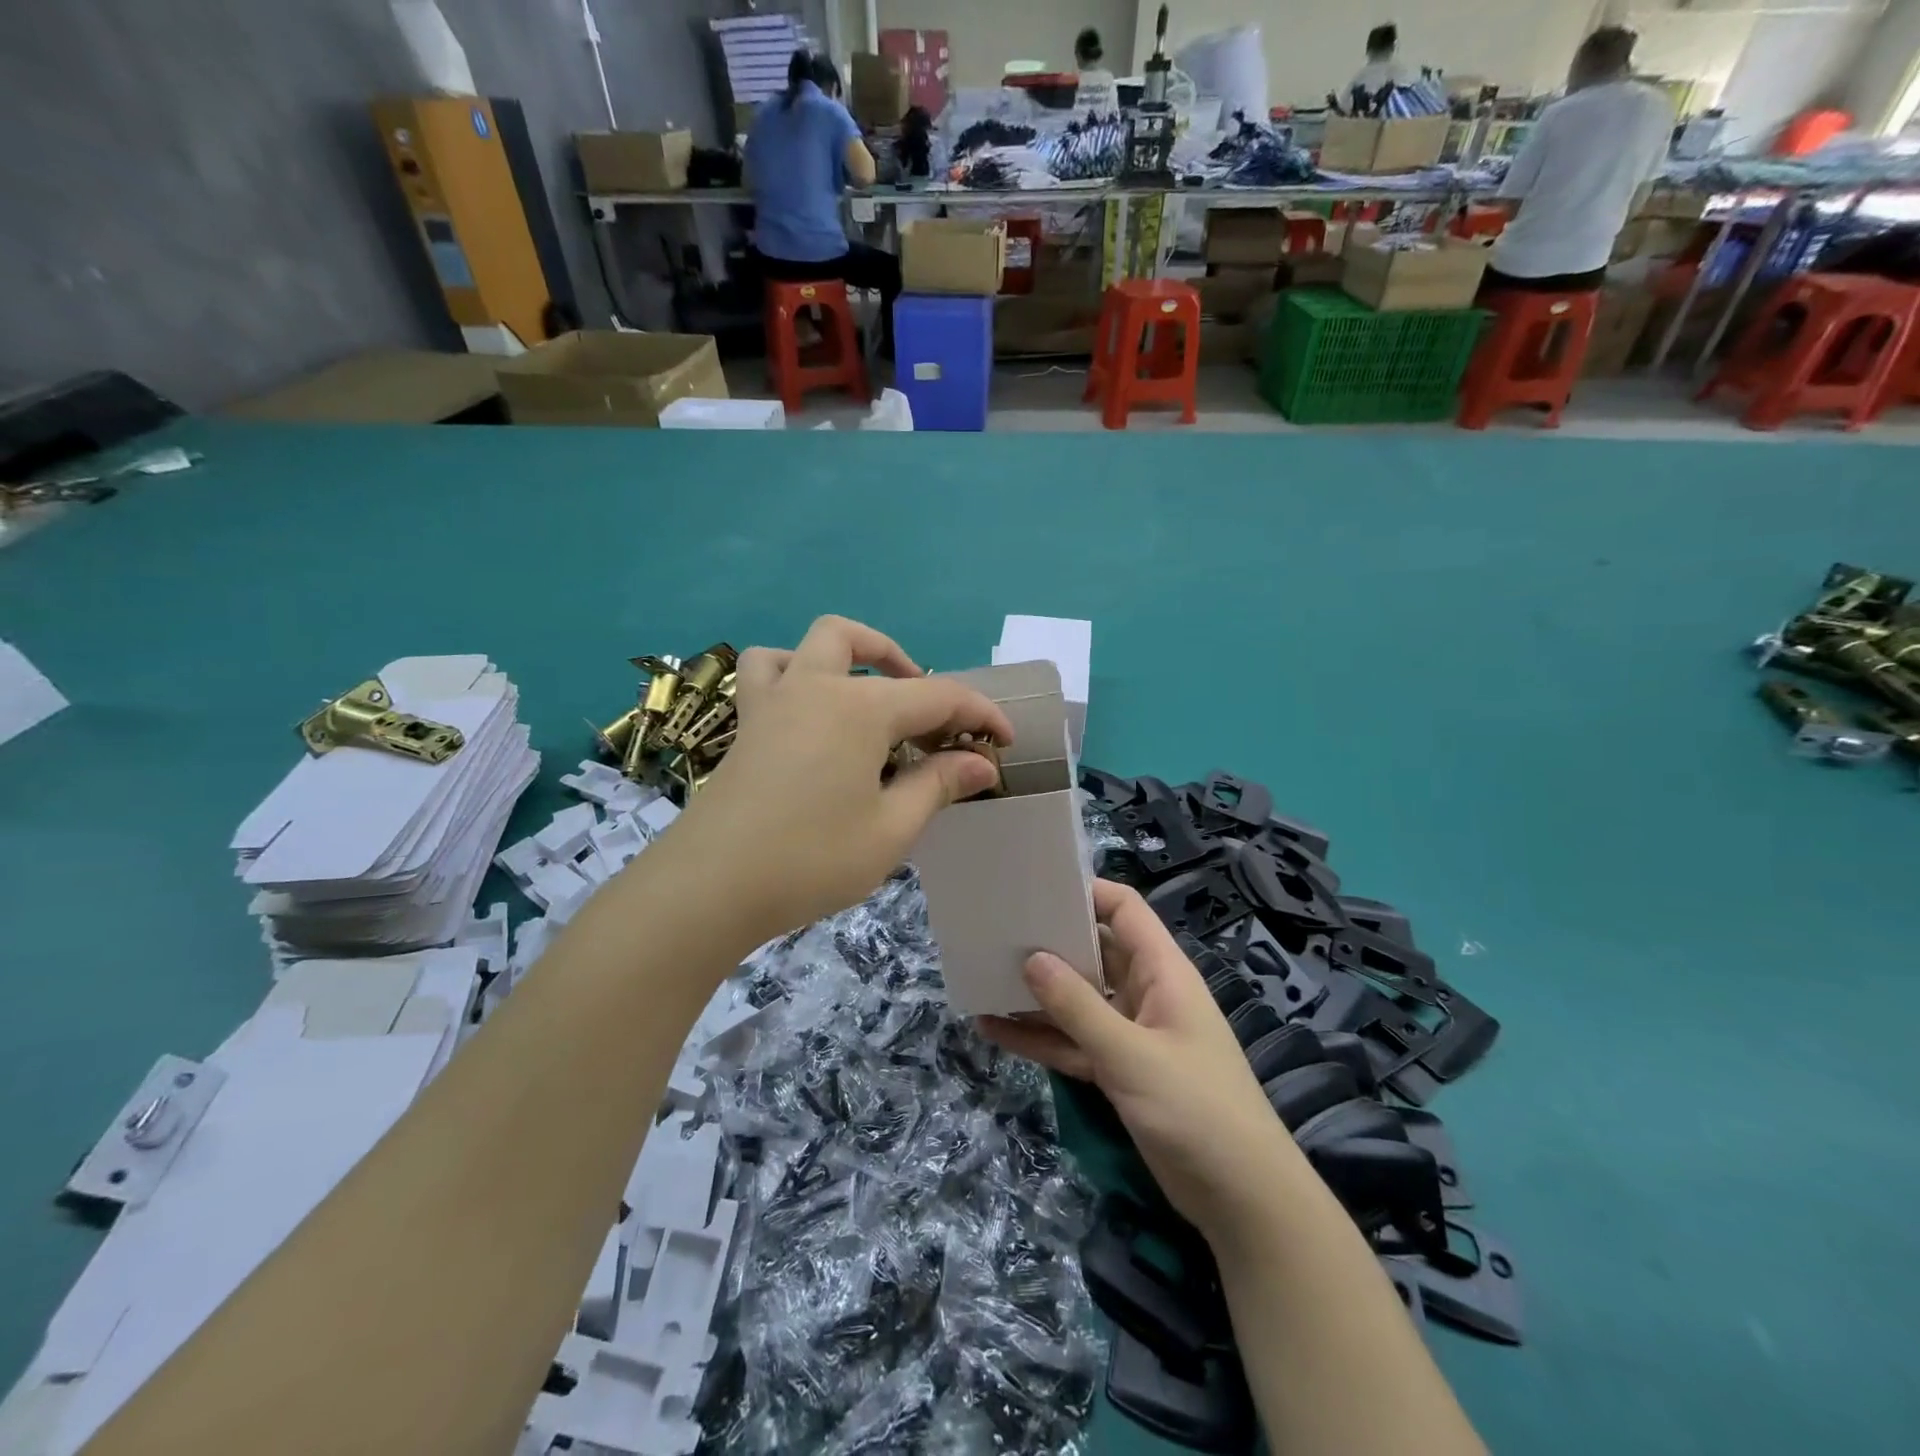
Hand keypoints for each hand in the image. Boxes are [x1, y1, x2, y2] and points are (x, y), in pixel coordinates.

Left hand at [660, 616, 1012, 942]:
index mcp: (860, 708)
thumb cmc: (811, 859)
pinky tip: (808, 710)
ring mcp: (774, 700)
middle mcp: (816, 686)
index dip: (980, 715)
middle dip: (907, 666)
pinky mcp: (747, 725)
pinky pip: (765, 672)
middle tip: (929, 714)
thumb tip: (981, 763)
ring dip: (846, 654)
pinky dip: (792, 673)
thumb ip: (938, 785)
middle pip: (864, 644)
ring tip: (867, 692)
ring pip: (808, 643)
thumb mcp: (891, 829)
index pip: (938, 696)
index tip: (1006, 742)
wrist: (711, 887)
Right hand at [979, 879, 1305, 1238]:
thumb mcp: (1130, 1055)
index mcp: (1162, 971)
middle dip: (1050, 942)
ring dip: (1036, 994)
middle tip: (995, 930)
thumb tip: (1031, 958)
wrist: (1241, 1200)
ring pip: (1076, 1001)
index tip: (1036, 888)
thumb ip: (1078, 1007)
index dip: (1086, 893)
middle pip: (1094, 952)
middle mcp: (1144, 993)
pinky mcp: (1118, 1072)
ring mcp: (1130, 1034)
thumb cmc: (1196, 1108)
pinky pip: (1072, 1043)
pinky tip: (994, 1030)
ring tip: (983, 976)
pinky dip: (1039, 1037)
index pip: (1125, 911)